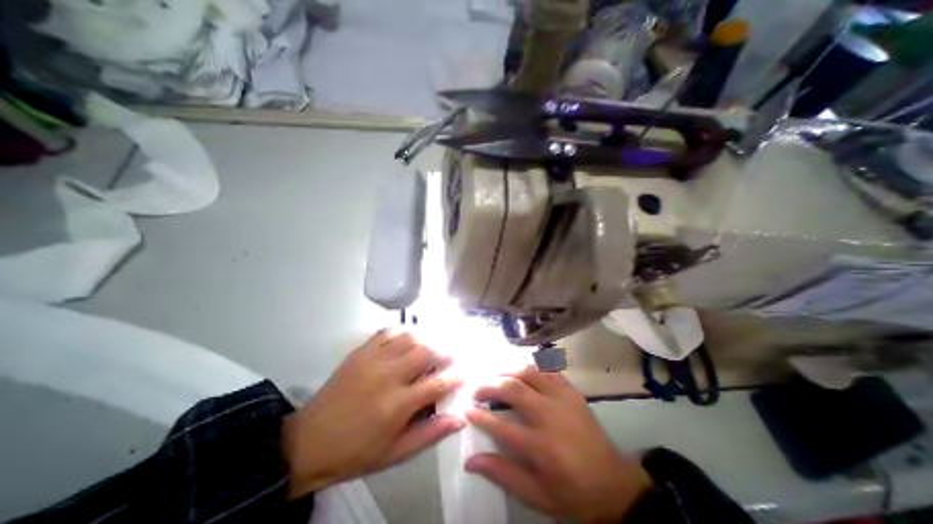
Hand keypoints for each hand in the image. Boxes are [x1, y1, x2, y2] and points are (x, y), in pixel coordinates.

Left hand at [281, 329, 462, 497]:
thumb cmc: (357, 451)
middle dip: (443, 353)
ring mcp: (373, 359)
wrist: (309, 441)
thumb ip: (430, 434)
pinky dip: (402, 332)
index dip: (454, 378)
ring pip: (409, 337)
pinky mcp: (361, 352)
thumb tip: (459, 419)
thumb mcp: (396, 453)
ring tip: (430, 349)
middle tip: (449, 358)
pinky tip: (406, 341)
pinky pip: (387, 331)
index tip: (461, 376)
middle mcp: (388, 376)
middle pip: (426, 352)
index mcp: (398, 405)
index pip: (437, 384)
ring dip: (425, 340)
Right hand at [464, 369, 650, 523]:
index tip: (467, 410)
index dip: (480, 416)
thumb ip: (503, 475)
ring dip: (508, 370)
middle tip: (477, 389)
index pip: (501, 426)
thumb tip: (470, 461)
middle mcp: (550, 415)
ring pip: (529, 372)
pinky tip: (522, 371)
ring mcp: (563, 398)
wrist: (614, 485)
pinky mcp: (572, 391)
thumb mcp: (536, 495)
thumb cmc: (572, 493)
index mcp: (541, 446)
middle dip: (489, 385)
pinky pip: (548, 370)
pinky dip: (532, 367)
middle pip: (513, 389)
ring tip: (496, 376)